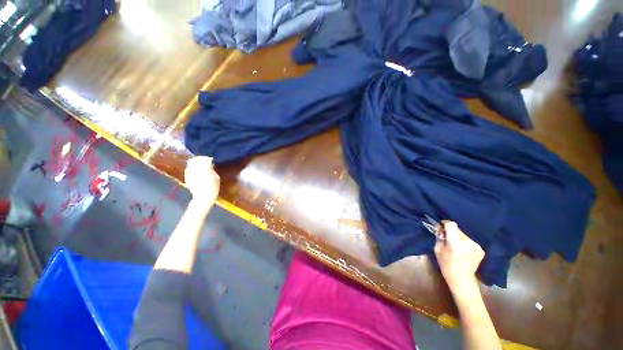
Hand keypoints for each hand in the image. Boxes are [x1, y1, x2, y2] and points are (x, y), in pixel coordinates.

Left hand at [185, 156, 219, 204]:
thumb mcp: (216, 178)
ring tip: (199, 164)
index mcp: (205, 168)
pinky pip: (187, 169)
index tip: (211, 160)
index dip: (209, 159)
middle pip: (196, 159)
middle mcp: (196, 169)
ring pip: (190, 163)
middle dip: (200, 158)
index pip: (206, 160)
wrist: (203, 198)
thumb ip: (212, 170)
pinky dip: (191, 167)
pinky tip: (195, 170)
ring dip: (195, 162)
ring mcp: (190, 173)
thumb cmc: (213, 188)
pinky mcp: (187, 177)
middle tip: (204, 160)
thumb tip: (209, 166)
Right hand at [434, 221, 483, 290]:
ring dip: (459, 237)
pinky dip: (465, 243)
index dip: (446, 224)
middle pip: (458, 229)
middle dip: (452, 232)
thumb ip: (439, 237)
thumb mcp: (437, 249)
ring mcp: (476, 245)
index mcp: (455, 242)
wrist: (462, 279)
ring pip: (464, 235)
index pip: (452, 224)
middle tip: (447, 238)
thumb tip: (441, 227)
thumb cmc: (446, 264)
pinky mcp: (481, 249)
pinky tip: (463, 250)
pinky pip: (470, 241)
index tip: (442, 226)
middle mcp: (468, 242)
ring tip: (456, 245)